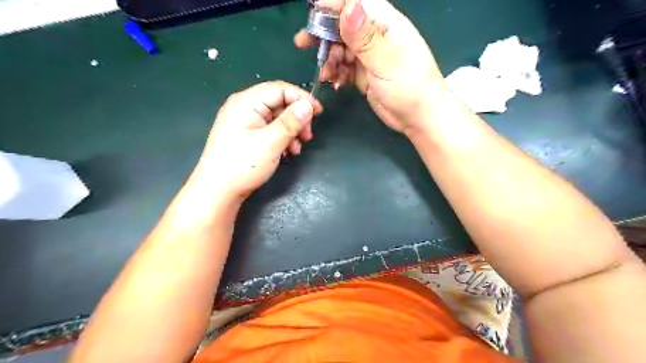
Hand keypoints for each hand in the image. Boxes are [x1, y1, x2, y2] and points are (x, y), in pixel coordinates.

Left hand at [191, 81, 321, 201]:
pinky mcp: (246, 136)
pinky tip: (287, 153)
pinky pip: (269, 130)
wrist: (218, 191)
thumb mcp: (271, 142)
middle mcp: (244, 107)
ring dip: (291, 131)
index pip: (280, 89)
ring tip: (297, 149)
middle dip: (297, 119)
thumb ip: (291, 122)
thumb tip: (308, 105)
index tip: (318, 113)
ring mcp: (244, 122)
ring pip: (276, 118)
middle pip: (278, 103)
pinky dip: (282, 139)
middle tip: (308, 136)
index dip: (301, 98)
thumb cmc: (243, 164)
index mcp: (246, 102)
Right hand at [294, 0, 447, 134]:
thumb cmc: (410, 87)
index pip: (355, 3)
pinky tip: (335, 81)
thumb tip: (348, 6)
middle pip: (342, 25)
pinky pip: (344, 67)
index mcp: (385, 23)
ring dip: (329, 58)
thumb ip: (365, 37)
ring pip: (340, 48)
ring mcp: (368, 56)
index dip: (332, 5)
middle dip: (323, 33)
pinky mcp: (364, 73)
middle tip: (304, 44)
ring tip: (326, 73)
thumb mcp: (387, 61)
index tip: (312, 15)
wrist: (418, 118)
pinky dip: (336, 72)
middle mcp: (374, 35)